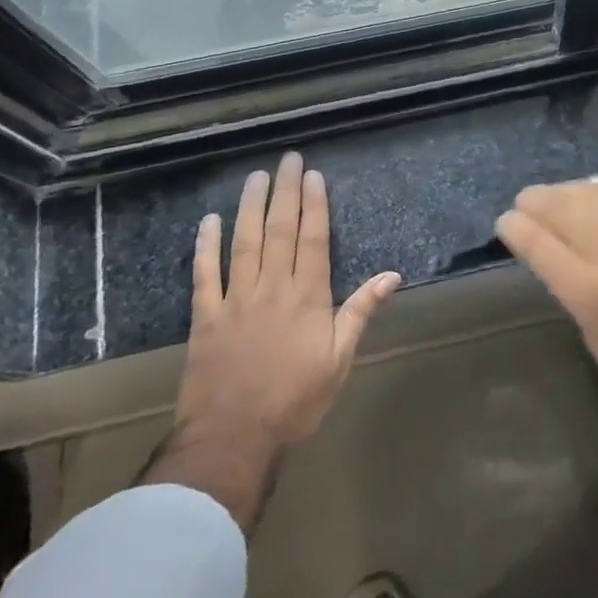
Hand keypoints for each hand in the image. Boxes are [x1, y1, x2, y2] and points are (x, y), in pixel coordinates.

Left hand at [143, 153, 400, 531]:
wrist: (233, 438)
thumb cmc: (295, 400)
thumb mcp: (340, 359)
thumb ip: (361, 312)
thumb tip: (392, 275)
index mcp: (307, 296)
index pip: (312, 239)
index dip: (314, 205)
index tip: (314, 176)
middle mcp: (272, 287)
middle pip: (280, 230)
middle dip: (286, 192)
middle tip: (288, 159)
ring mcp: (235, 299)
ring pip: (244, 242)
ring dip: (250, 207)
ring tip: (256, 177)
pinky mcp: (205, 317)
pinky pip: (205, 274)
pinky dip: (206, 246)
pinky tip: (208, 221)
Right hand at [495, 182, 597, 438]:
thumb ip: (577, 300)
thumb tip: (561, 267)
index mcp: (593, 294)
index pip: (542, 247)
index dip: (517, 229)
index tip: (503, 222)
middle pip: (565, 211)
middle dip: (537, 201)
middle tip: (521, 201)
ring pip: (593, 199)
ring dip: (564, 192)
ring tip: (548, 194)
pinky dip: (595, 196)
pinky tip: (586, 197)